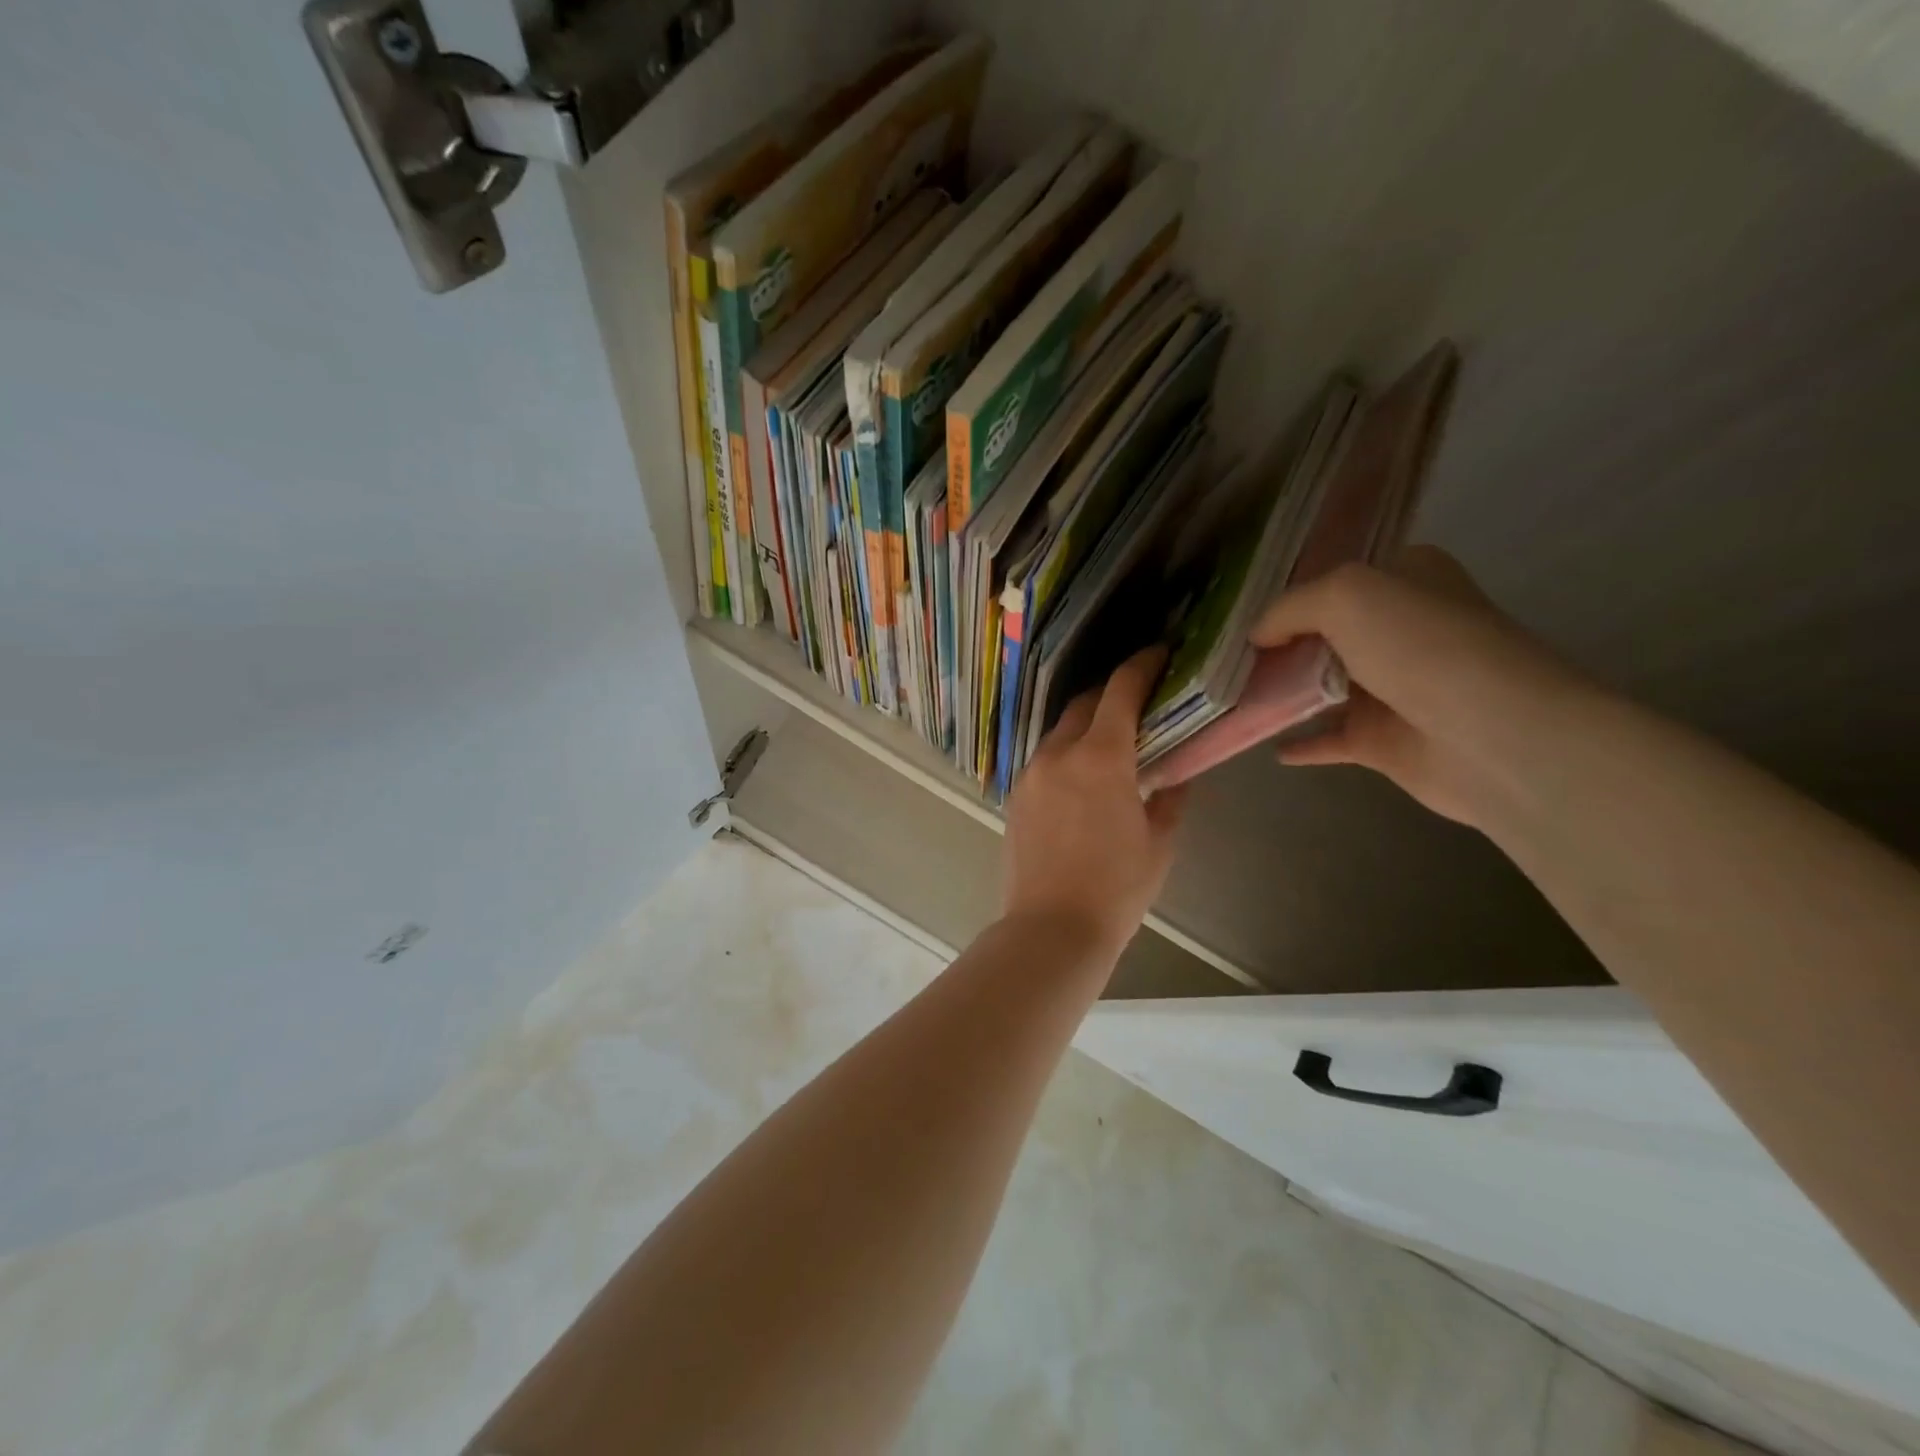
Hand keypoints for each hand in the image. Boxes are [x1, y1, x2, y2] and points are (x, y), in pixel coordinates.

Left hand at [1002, 648, 1189, 956]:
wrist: (1051, 929)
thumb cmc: (1116, 888)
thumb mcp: (1159, 842)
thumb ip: (1171, 796)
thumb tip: (1178, 772)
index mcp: (1100, 757)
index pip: (1120, 690)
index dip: (1142, 664)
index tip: (1159, 653)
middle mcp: (1058, 754)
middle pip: (1086, 703)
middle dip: (1113, 694)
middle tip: (1141, 701)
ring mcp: (1030, 773)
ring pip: (1061, 731)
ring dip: (1087, 725)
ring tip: (1113, 741)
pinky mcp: (1015, 795)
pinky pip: (1045, 758)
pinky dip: (1067, 753)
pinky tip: (1083, 775)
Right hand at [1248, 548, 1584, 829]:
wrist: (1490, 735)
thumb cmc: (1420, 646)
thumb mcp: (1345, 595)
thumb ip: (1290, 607)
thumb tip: (1257, 634)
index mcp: (1406, 579)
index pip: (1338, 575)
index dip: (1290, 587)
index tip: (1238, 603)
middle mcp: (1401, 629)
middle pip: (1324, 631)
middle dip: (1277, 641)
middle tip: (1222, 650)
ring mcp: (1393, 687)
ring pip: (1320, 685)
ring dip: (1280, 690)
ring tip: (1228, 694)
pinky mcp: (1384, 740)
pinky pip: (1327, 738)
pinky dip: (1298, 741)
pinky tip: (1261, 742)